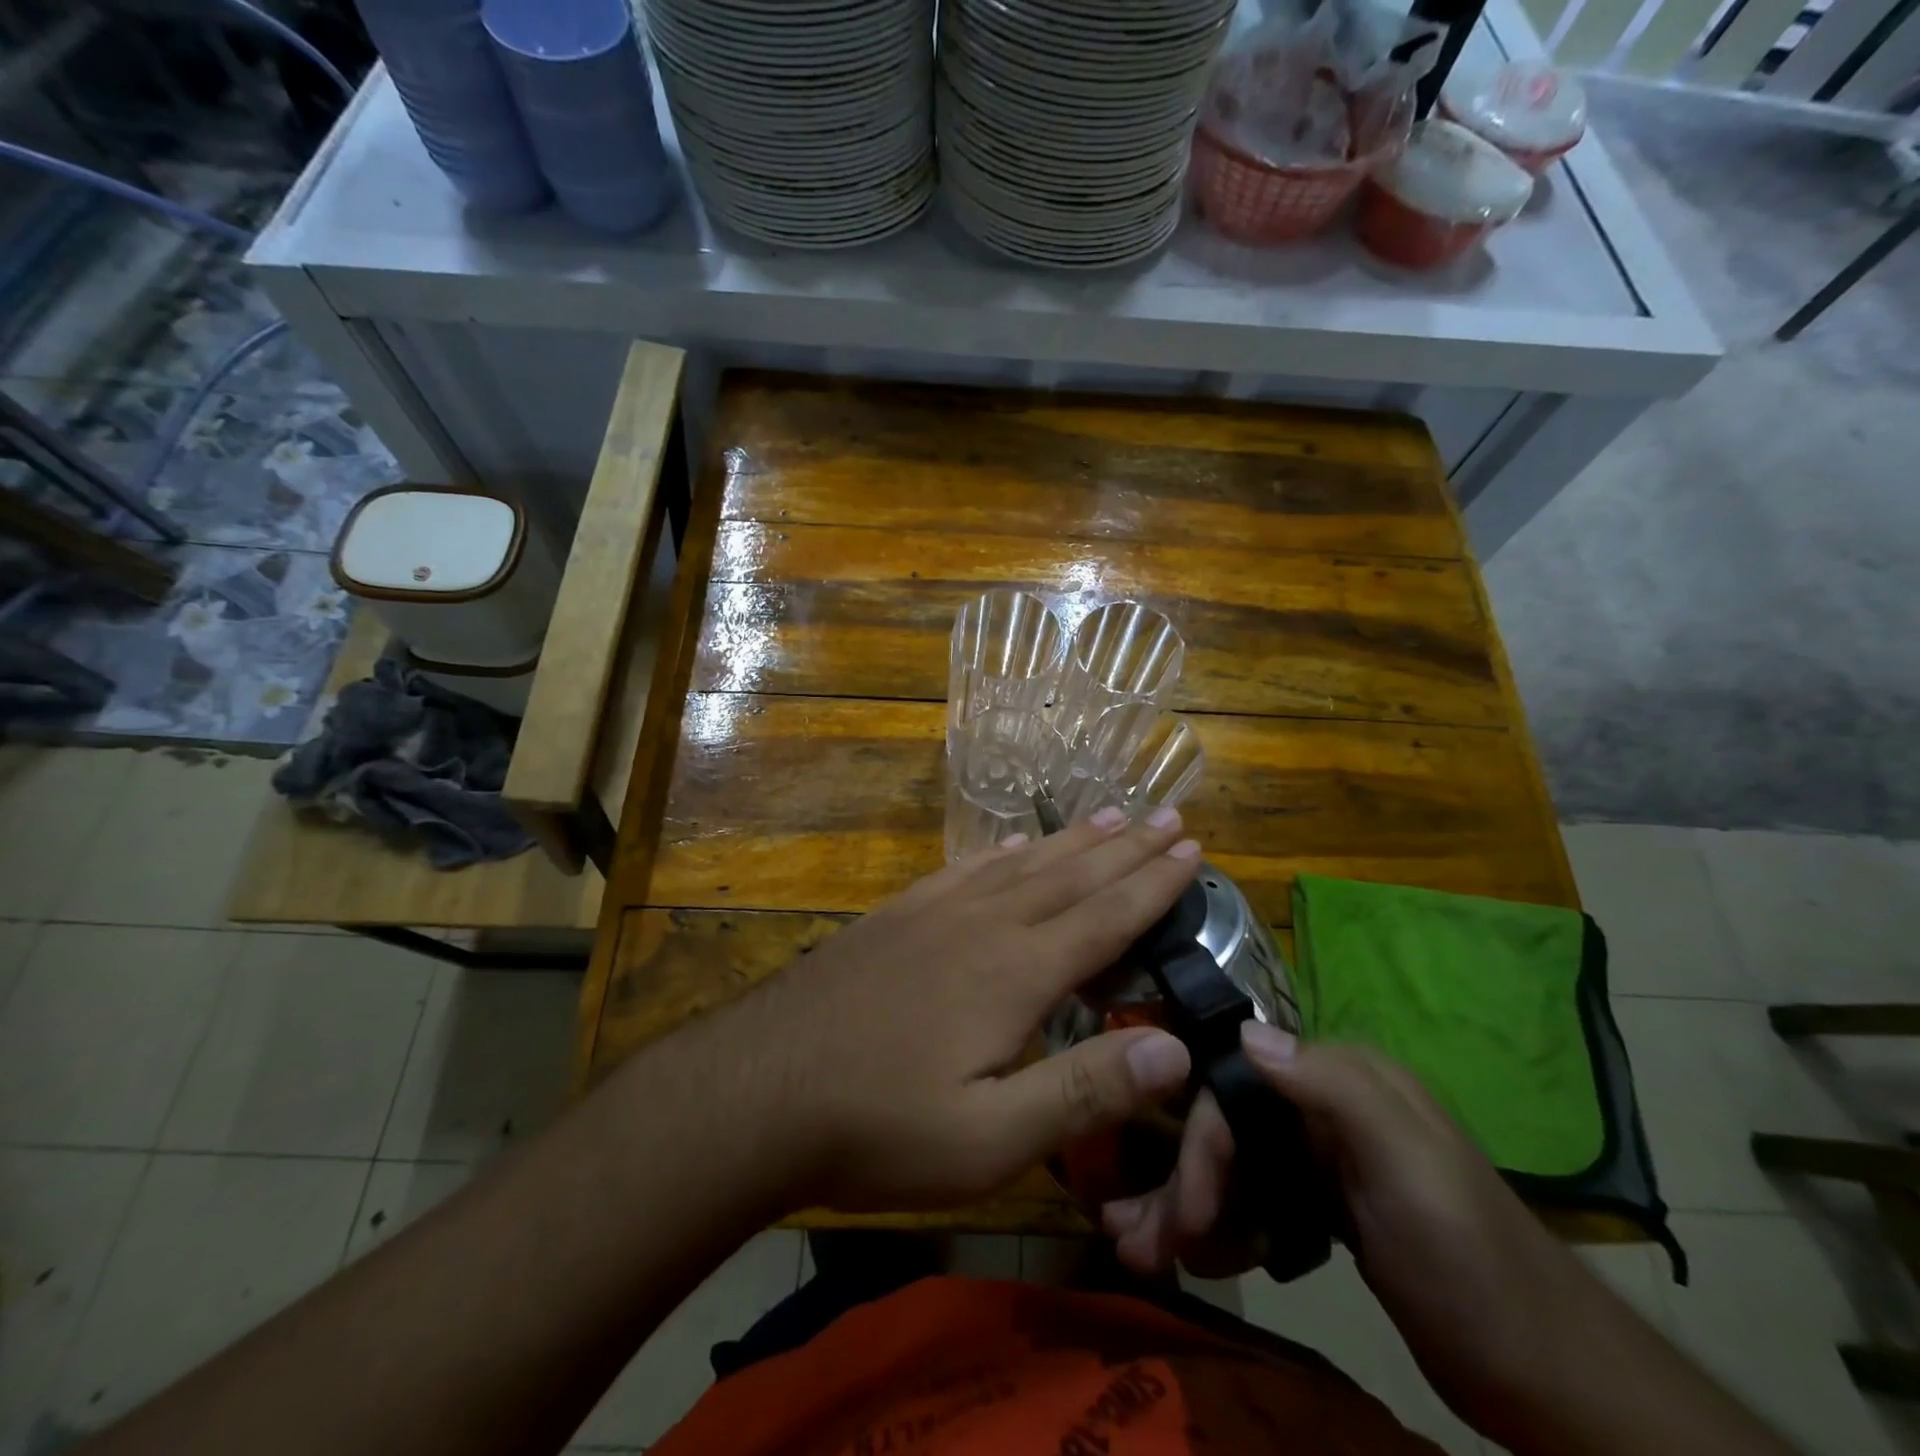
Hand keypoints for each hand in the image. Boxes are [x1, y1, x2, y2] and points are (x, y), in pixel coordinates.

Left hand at [723, 807, 1202, 1212]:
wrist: (760, 1088)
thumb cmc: (880, 1125)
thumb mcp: (990, 1138)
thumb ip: (1084, 1090)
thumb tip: (1177, 1048)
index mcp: (1016, 973)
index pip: (1105, 917)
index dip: (1154, 884)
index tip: (1192, 850)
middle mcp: (984, 925)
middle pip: (1071, 875)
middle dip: (1126, 847)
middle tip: (1168, 817)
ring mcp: (934, 913)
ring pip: (1021, 863)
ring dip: (1072, 840)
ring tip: (1109, 815)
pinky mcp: (896, 916)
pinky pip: (964, 870)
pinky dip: (1001, 852)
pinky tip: (1012, 844)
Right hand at [1104, 1025, 1609, 1429]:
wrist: (1549, 1378)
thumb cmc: (1471, 1262)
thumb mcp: (1409, 1169)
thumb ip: (1332, 1088)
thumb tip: (1245, 1032)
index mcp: (1341, 1079)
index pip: (1236, 1090)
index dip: (1201, 1148)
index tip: (1184, 1218)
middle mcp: (1325, 1103)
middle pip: (1229, 1130)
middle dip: (1183, 1186)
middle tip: (1138, 1246)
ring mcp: (1325, 1155)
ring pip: (1236, 1167)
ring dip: (1192, 1210)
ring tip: (1149, 1257)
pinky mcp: (1327, 1202)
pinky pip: (1256, 1201)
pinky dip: (1226, 1228)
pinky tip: (1204, 1260)